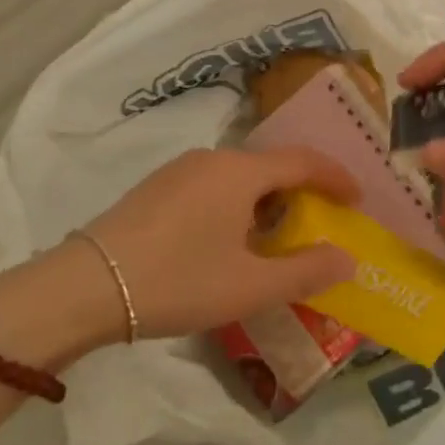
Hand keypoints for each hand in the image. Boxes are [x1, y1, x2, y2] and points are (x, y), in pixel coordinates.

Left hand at [75, 147, 358, 340]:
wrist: (87, 286)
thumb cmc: (179, 280)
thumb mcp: (249, 286)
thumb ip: (305, 272)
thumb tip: (348, 259)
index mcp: (241, 172)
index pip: (302, 161)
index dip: (335, 176)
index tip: (357, 198)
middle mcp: (213, 158)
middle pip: (270, 166)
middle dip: (301, 191)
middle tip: (319, 223)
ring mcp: (180, 170)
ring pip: (239, 176)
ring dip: (266, 200)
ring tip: (274, 237)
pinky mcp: (156, 186)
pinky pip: (212, 184)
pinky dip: (236, 204)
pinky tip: (226, 240)